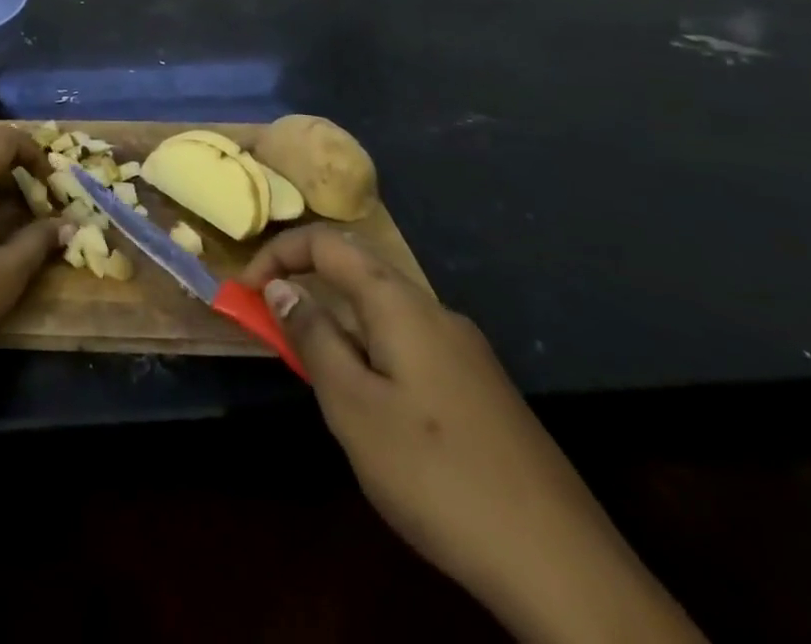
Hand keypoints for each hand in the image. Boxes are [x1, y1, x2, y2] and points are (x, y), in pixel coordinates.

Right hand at [243, 226, 703, 643]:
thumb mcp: (353, 406)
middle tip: (274, 331)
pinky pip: (410, 346)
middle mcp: (436, 312)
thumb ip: (313, 338)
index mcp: (401, 304)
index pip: (328, 242)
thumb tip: (283, 287)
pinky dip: (372, 354)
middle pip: (359, 272)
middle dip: (308, 289)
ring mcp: (466, 351)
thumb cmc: (436, 474)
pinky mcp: (482, 390)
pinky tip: (376, 412)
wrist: (564, 568)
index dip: (279, 253)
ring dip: (340, 326)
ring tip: (320, 380)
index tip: (246, 290)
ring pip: (384, 314)